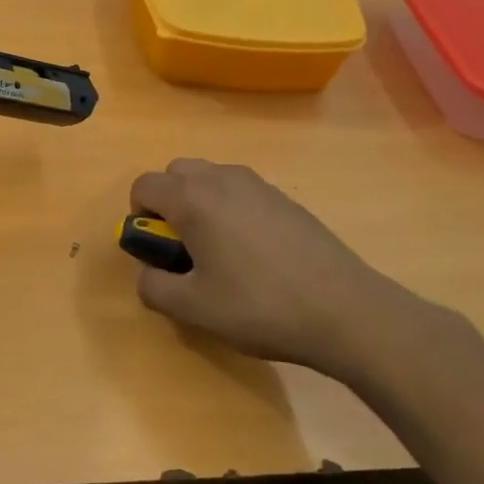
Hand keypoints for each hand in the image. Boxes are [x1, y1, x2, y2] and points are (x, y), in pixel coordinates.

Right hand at [129, 159, 457, 383]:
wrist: (345, 311)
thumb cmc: (259, 306)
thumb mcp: (192, 308)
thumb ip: (153, 287)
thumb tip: (147, 272)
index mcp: (193, 199)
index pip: (144, 185)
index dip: (138, 216)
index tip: (156, 249)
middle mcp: (223, 179)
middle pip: (176, 172)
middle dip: (168, 202)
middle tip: (183, 247)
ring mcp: (259, 185)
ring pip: (211, 178)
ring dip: (200, 203)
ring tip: (219, 251)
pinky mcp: (286, 199)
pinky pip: (241, 191)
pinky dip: (231, 209)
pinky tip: (254, 254)